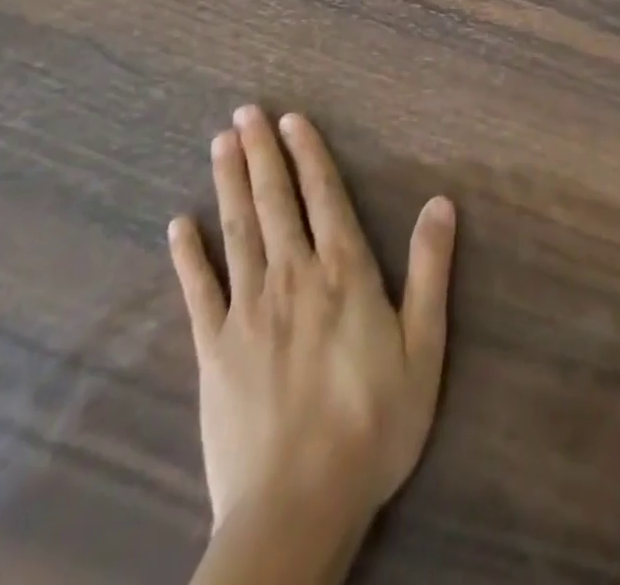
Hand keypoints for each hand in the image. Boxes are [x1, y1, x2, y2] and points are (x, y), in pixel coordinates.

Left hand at [168, 106, 455, 548]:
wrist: (297, 508)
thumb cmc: (373, 423)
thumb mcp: (423, 346)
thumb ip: (430, 270)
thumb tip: (440, 202)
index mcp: (343, 271)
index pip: (324, 196)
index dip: (308, 154)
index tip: (291, 119)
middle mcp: (293, 275)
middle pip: (275, 201)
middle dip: (261, 153)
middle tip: (245, 112)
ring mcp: (247, 310)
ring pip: (236, 230)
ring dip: (228, 182)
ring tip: (220, 143)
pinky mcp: (213, 349)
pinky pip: (198, 290)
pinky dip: (188, 254)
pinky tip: (179, 224)